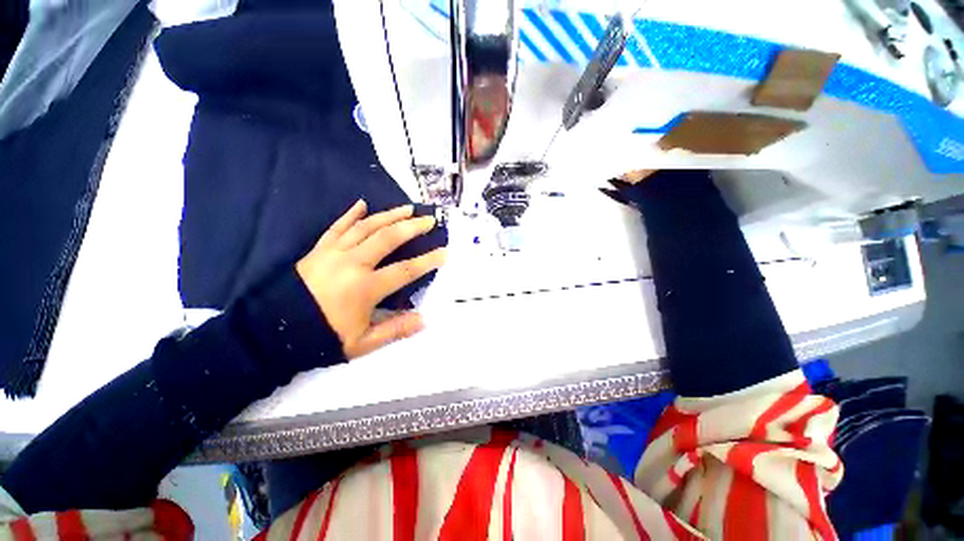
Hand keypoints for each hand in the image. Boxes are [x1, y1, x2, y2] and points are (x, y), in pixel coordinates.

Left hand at [296, 200, 446, 358]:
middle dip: (412, 228)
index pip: (405, 270)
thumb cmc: (322, 337)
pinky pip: (337, 227)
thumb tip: (424, 320)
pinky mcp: (318, 249)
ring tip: (407, 208)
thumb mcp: (362, 343)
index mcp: (365, 288)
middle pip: (388, 239)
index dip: (428, 261)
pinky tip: (362, 204)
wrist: (273, 332)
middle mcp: (352, 264)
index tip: (445, 252)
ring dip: (389, 216)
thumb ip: (395, 330)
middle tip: (429, 220)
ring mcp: (333, 253)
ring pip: (366, 227)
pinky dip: (350, 214)